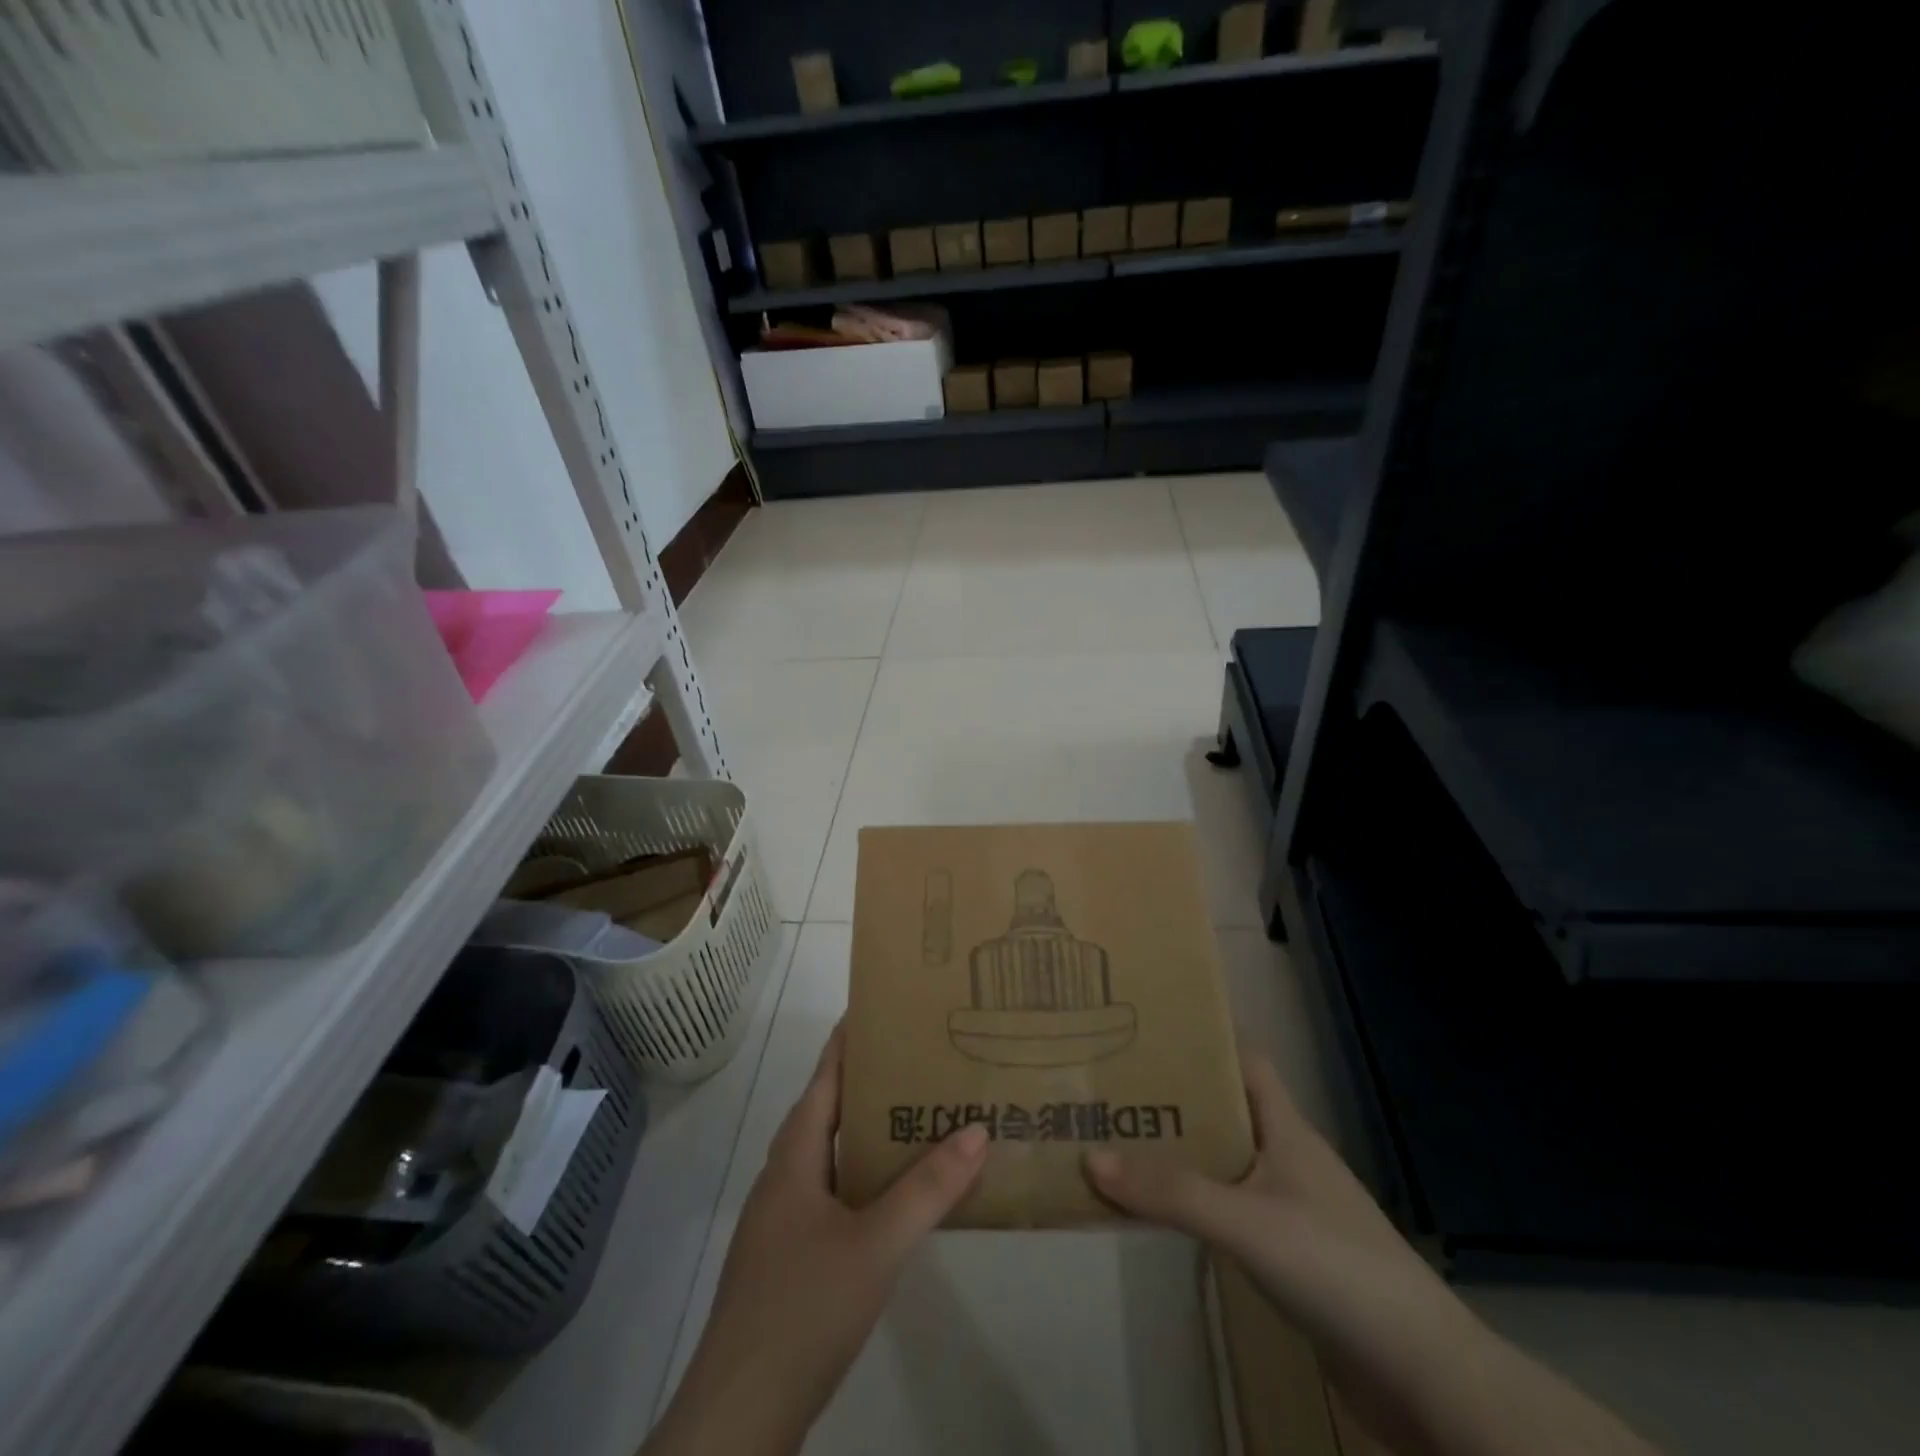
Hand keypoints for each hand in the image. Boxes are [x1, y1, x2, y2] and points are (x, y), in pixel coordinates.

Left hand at [645, 1024, 987, 1455]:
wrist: (739, 1414)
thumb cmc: (804, 1307)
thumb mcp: (876, 1244)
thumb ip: (927, 1188)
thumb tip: (977, 1130)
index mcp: (794, 1157)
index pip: (824, 1078)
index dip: (850, 1040)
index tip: (884, 1007)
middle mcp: (784, 1177)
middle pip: (827, 1112)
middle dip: (870, 1083)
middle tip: (919, 1060)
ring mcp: (782, 1221)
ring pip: (830, 1157)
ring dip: (868, 1134)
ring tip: (917, 1117)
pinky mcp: (789, 1258)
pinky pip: (832, 1194)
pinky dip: (864, 1178)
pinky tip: (895, 1196)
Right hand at [1084, 1056, 1481, 1450]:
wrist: (1420, 1374)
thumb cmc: (1335, 1266)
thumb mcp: (1246, 1221)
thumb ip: (1171, 1192)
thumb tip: (1091, 1157)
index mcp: (1287, 1128)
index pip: (1245, 1061)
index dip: (1204, 1039)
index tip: (1150, 1028)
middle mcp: (1287, 1157)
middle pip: (1224, 1110)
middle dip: (1173, 1097)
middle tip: (1112, 1085)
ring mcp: (1290, 1206)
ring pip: (1223, 1161)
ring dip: (1179, 1151)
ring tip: (1119, 1139)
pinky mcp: (1289, 1253)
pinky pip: (1228, 1208)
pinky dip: (1193, 1201)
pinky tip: (1159, 1209)